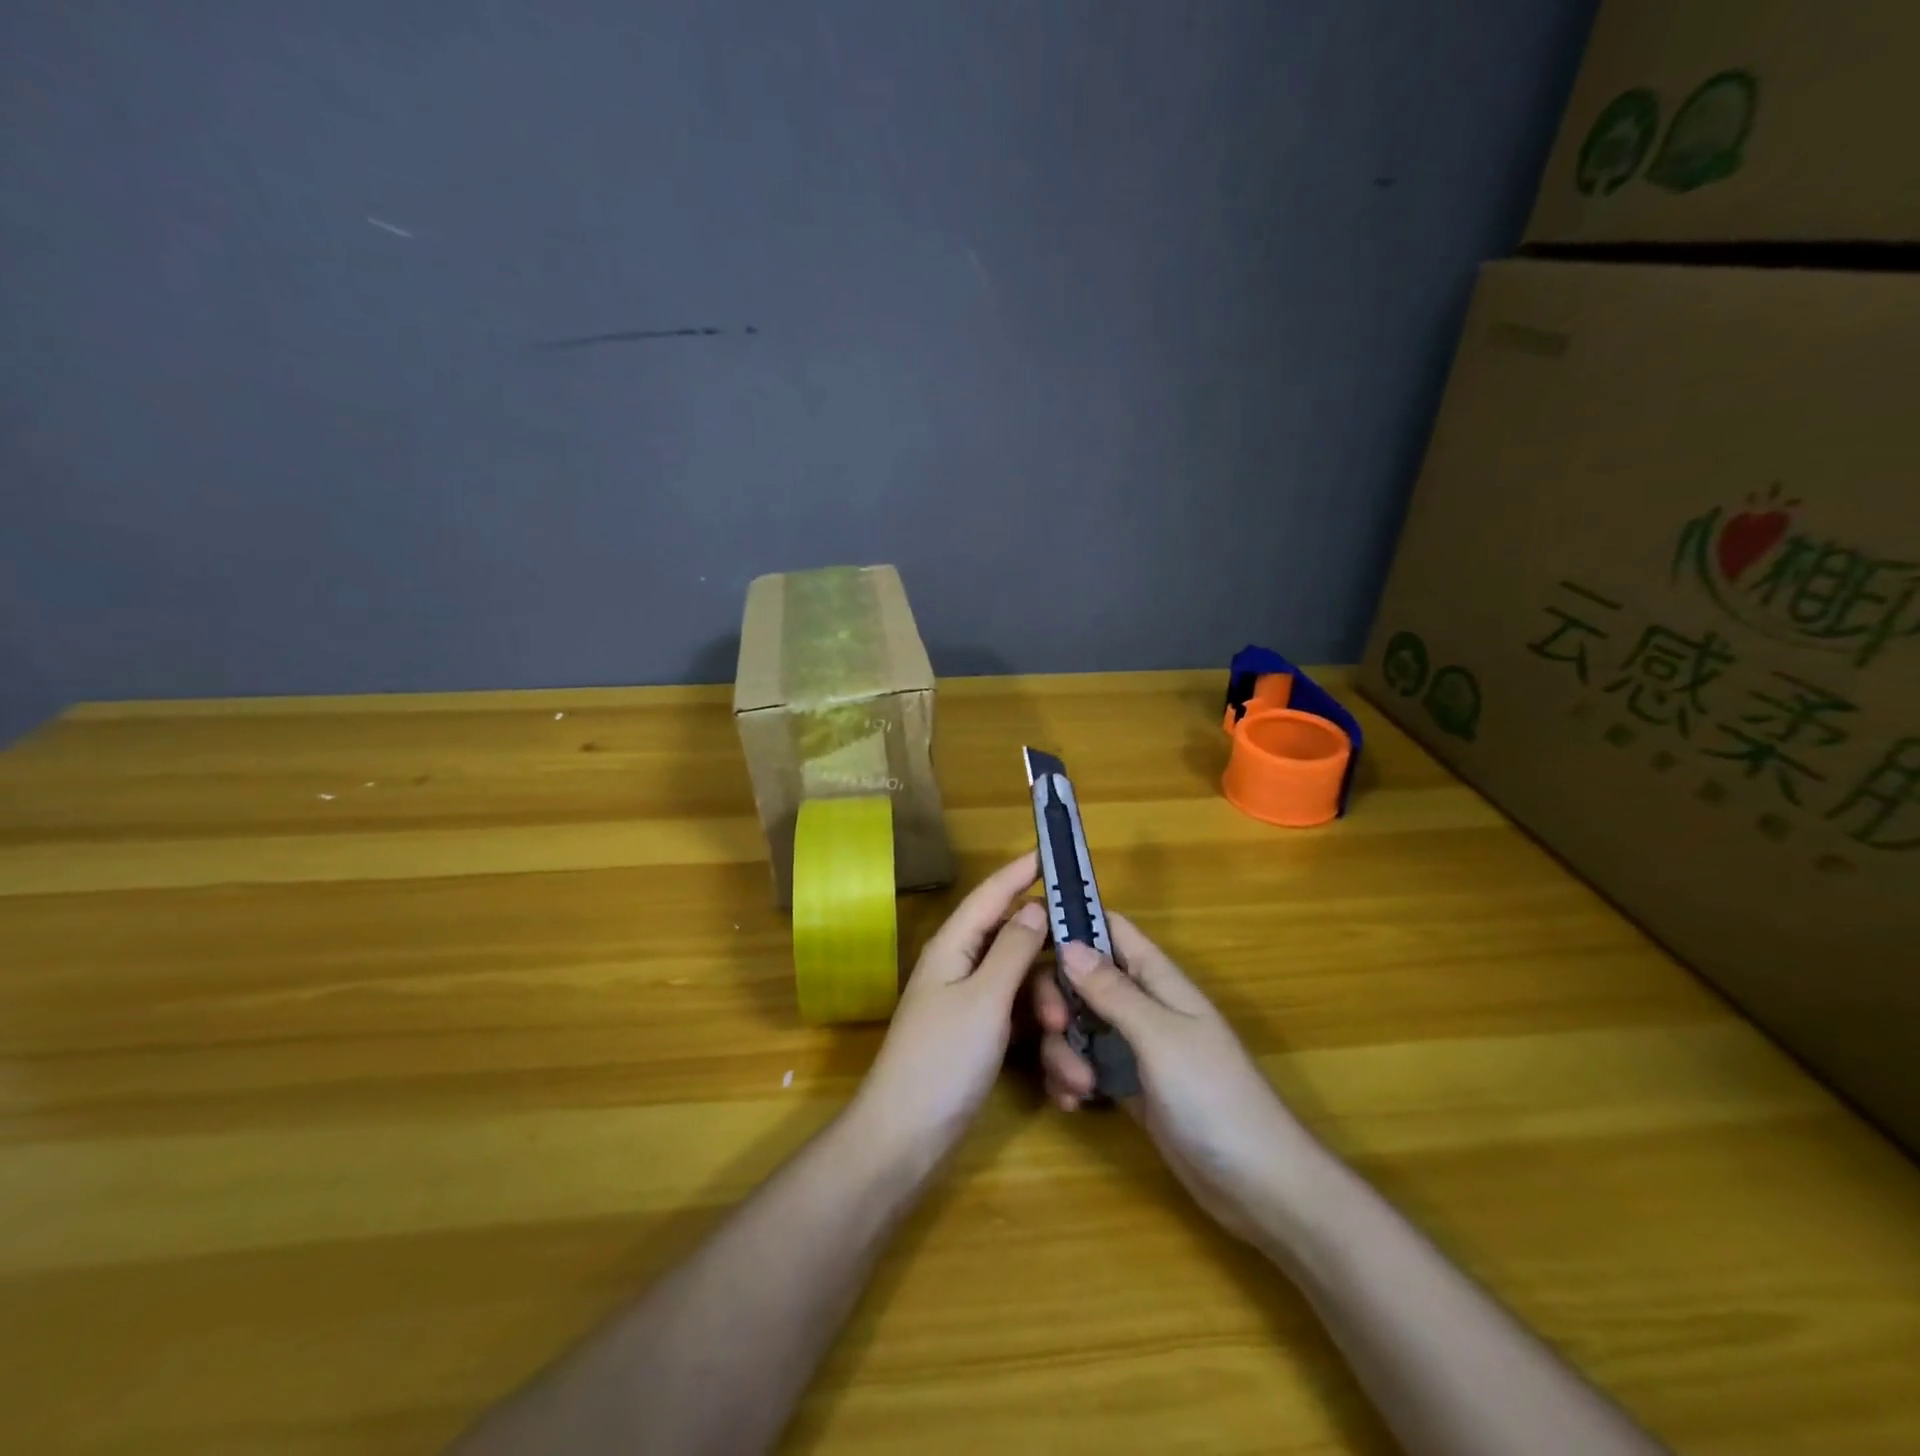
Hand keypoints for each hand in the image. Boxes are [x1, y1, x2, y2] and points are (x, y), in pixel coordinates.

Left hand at [855, 852, 1045, 1159]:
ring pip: (1024, 990)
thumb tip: (1034, 906)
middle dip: (1050, 971)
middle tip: (1080, 994)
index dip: (1019, 872)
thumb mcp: (985, 999)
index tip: (1051, 851)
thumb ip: (1013, 950)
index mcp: (954, 947)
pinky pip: (1019, 1023)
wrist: (905, 1137)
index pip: (990, 895)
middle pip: (1016, 947)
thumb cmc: (943, 1059)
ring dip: (1050, 1017)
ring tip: (1070, 1058)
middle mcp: (961, 967)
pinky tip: (1062, 1078)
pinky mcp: (980, 1037)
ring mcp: (971, 1004)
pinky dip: (1041, 1042)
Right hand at [1032, 914, 1307, 1242]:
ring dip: (1062, 1049)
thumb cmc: (1214, 1096)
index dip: (1074, 923)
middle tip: (1054, 1026)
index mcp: (1157, 979)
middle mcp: (1141, 1005)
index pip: (1111, 930)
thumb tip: (1068, 943)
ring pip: (1076, 1025)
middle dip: (1057, 998)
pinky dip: (1069, 1078)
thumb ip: (1112, 990)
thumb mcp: (1160, 1036)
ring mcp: (1132, 1047)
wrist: (1256, 1185)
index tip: (1029, 937)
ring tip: (1077, 1086)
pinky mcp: (1125, 1086)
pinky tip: (1072, 1103)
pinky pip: (1083, 1065)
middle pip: (1081, 977)